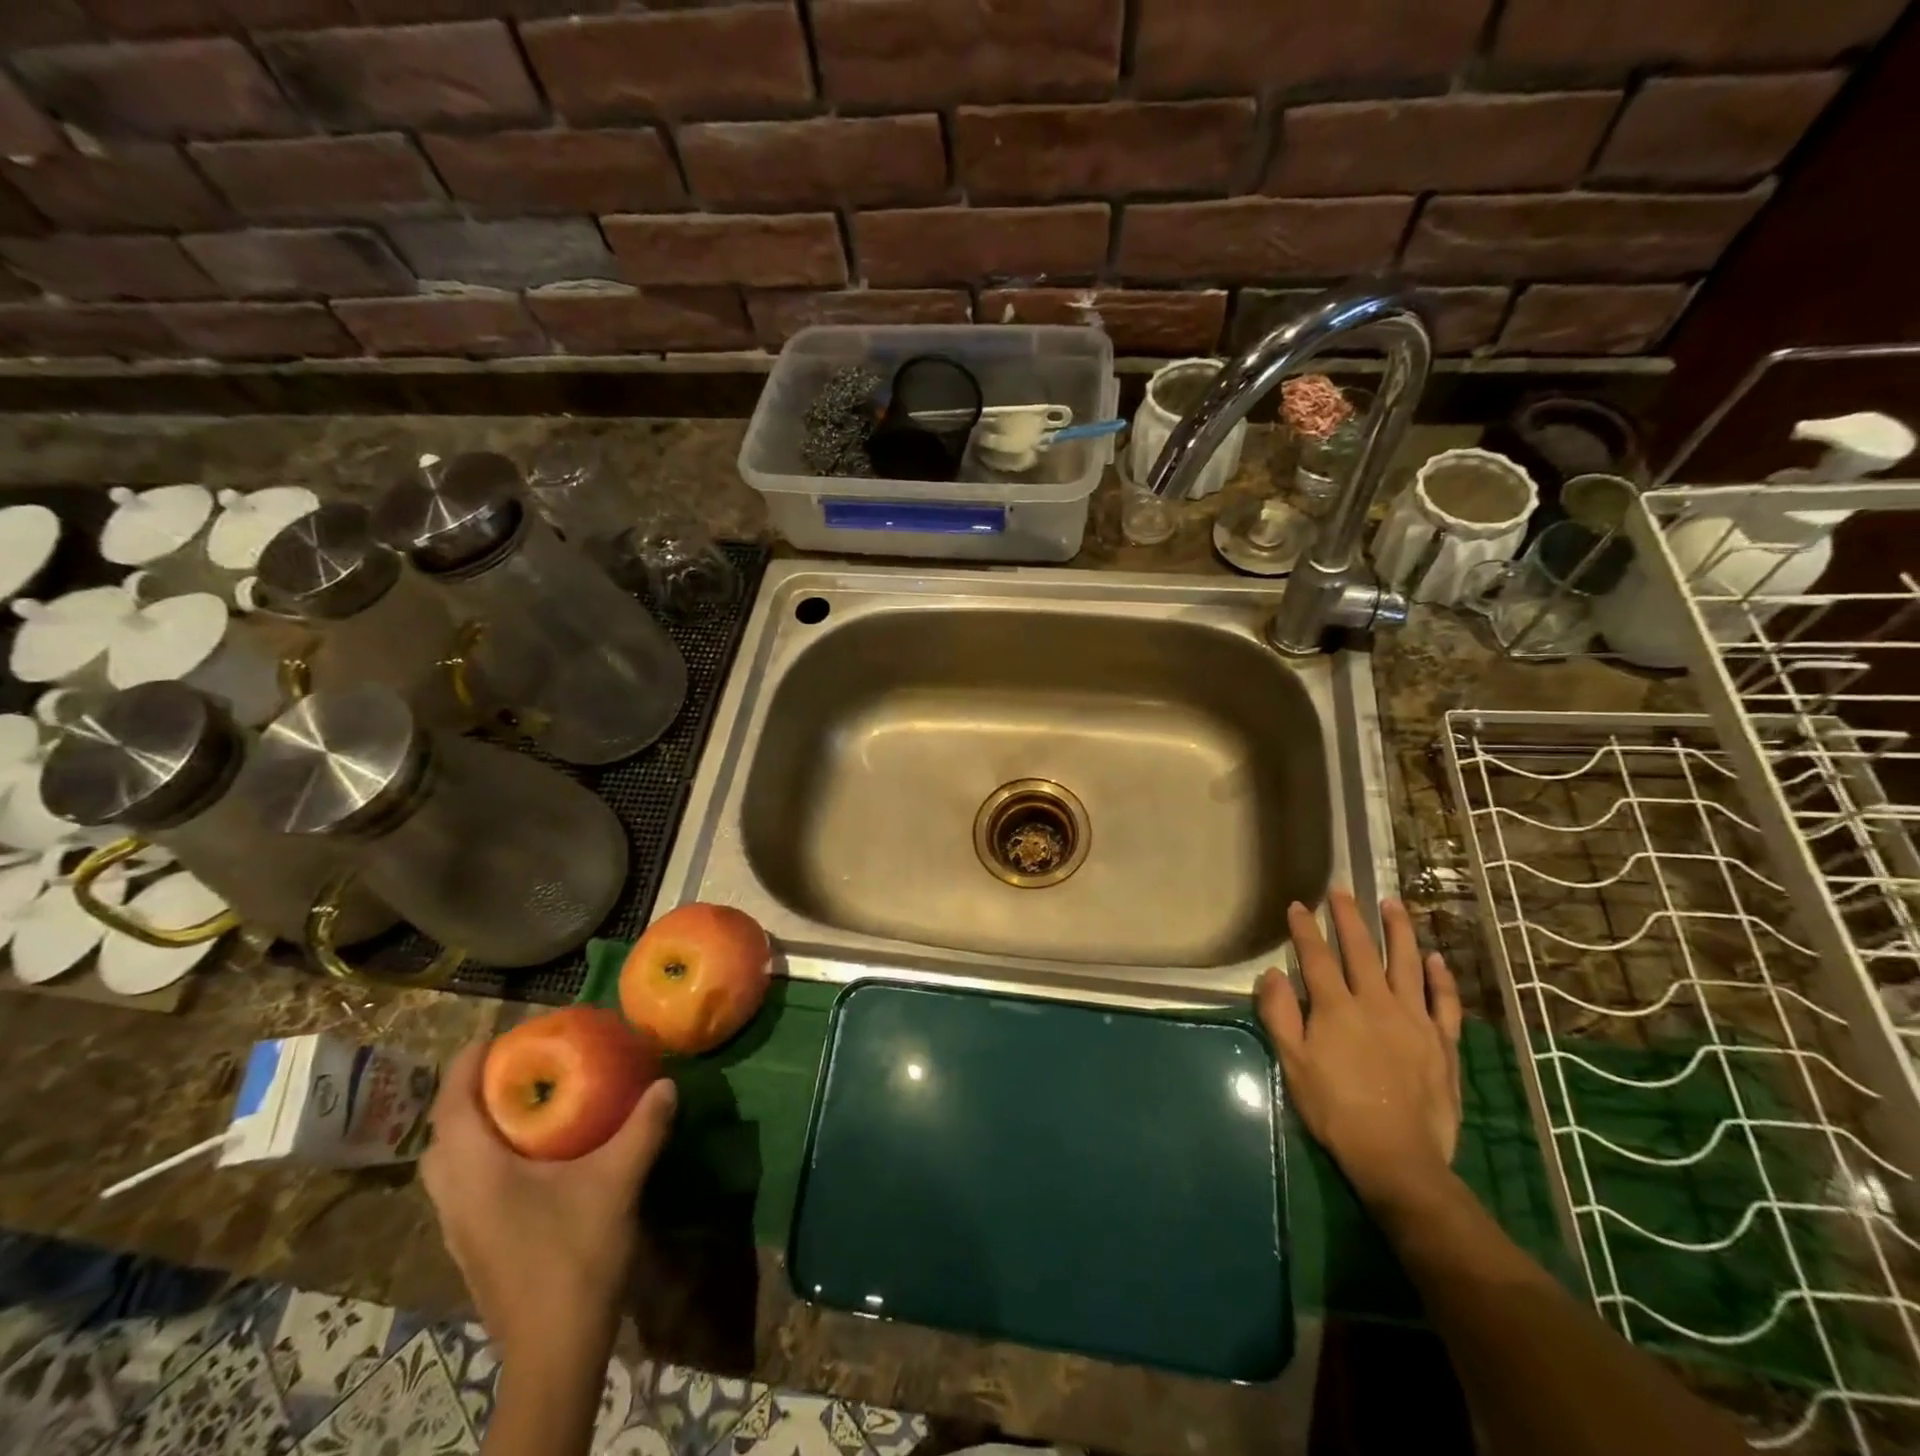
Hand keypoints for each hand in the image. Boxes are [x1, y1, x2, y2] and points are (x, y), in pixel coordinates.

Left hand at [421, 1041, 677, 1364]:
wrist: (555, 1349)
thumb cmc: (575, 1256)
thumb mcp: (618, 1182)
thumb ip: (642, 1128)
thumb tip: (667, 1083)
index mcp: (477, 1175)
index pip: (450, 1108)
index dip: (465, 1066)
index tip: (495, 1036)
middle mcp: (455, 1198)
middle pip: (441, 1136)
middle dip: (468, 1097)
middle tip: (514, 1071)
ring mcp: (459, 1228)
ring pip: (447, 1166)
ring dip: (472, 1130)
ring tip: (521, 1107)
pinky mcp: (473, 1247)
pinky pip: (463, 1186)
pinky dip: (482, 1159)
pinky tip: (529, 1160)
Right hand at [1257, 892, 1462, 1217]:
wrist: (1398, 1157)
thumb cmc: (1336, 1110)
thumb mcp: (1293, 1064)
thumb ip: (1280, 1015)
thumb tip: (1271, 974)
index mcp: (1337, 1008)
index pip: (1317, 957)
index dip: (1305, 929)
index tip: (1297, 905)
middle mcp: (1376, 1003)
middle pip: (1361, 951)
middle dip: (1349, 918)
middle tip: (1342, 890)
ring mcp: (1414, 1020)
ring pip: (1407, 964)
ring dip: (1399, 931)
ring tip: (1392, 904)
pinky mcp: (1442, 1042)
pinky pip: (1444, 1001)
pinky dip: (1441, 977)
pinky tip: (1436, 958)